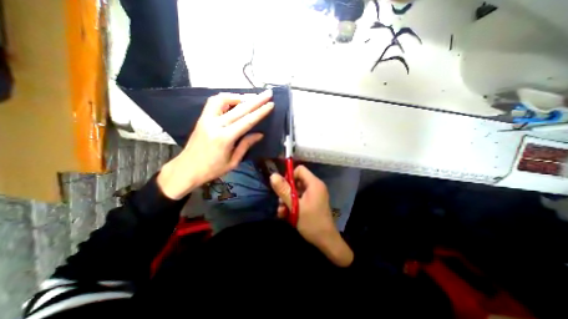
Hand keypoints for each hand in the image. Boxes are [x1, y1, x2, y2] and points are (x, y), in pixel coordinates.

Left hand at [157, 90, 275, 198]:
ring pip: (223, 99)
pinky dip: (226, 98)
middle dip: (255, 100)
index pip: (247, 121)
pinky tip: (234, 101)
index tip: (271, 104)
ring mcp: (206, 119)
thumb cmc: (212, 169)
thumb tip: (259, 134)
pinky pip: (214, 102)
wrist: (186, 169)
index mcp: (225, 138)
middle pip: (239, 108)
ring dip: (239, 96)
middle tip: (267, 93)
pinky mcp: (202, 118)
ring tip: (251, 97)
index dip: (260, 112)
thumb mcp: (233, 161)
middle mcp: (215, 124)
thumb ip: (246, 145)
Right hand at [269, 164, 353, 266]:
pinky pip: (300, 198)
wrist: (326, 242)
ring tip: (282, 212)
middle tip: (280, 203)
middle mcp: (315, 186)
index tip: (282, 188)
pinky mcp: (312, 202)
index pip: (300, 170)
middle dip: (286, 191)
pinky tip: (286, 215)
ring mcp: (314, 195)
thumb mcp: (295, 206)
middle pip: (296, 181)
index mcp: (314, 183)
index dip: (289, 176)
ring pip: (296, 191)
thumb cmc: (311, 223)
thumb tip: (273, 175)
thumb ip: (284, 190)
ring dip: (287, 200)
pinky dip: (292, 204)